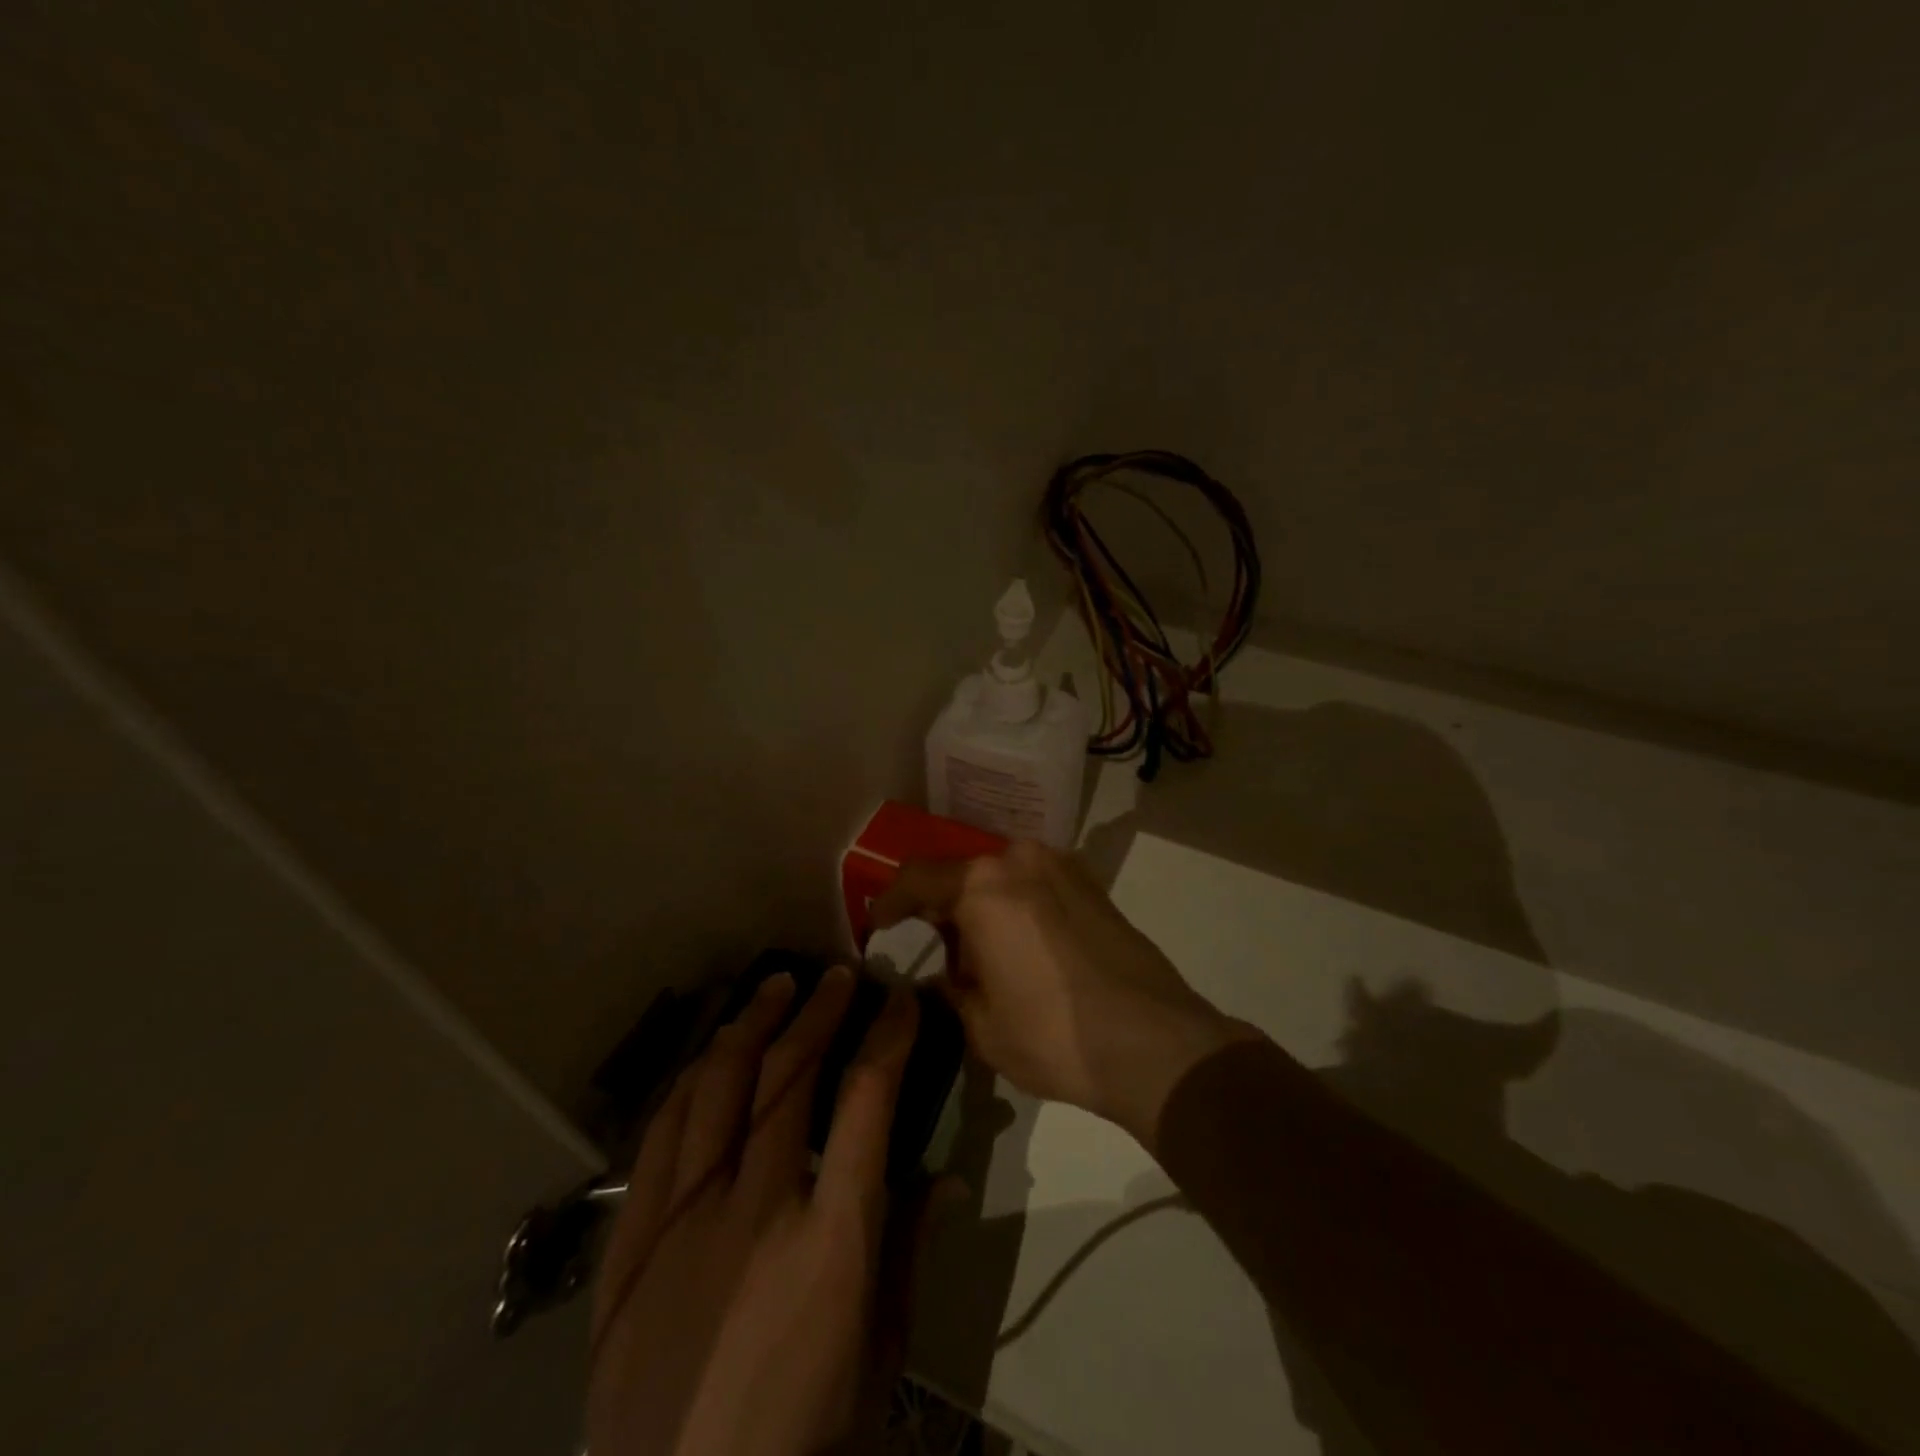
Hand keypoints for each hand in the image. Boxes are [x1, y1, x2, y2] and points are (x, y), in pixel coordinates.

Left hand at [586, 967, 928, 1455]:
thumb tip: (945, 1177)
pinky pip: (660, 1137)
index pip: (867, 1103)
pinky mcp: (631, 1244)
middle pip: (790, 1077)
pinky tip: (710, 1054)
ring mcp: (684, 1222)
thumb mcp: (881, 1356)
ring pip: (720, 1088)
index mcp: (831, 1240)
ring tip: (775, 988)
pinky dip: (691, 1079)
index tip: (900, 999)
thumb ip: (909, 1253)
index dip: (889, 1037)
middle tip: (839, 976)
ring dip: (753, 1025)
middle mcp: (756, 1210)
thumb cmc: (804, 1435)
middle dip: (822, 1012)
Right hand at [869, 842, 1253, 1146]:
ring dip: (983, 906)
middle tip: (937, 949)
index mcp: (983, 885)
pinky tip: (1025, 949)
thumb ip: (952, 988)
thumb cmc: (1054, 1035)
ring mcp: (1062, 867)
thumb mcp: (982, 1025)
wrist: (1155, 1043)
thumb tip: (947, 975)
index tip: (879, 926)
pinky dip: (1018, 906)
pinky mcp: (1093, 885)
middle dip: (942, 907)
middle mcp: (1020, 860)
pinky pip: (1036, 885)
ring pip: (1002, 877)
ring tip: (984, 954)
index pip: (916, 877)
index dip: (889, 902)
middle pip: (963, 873)